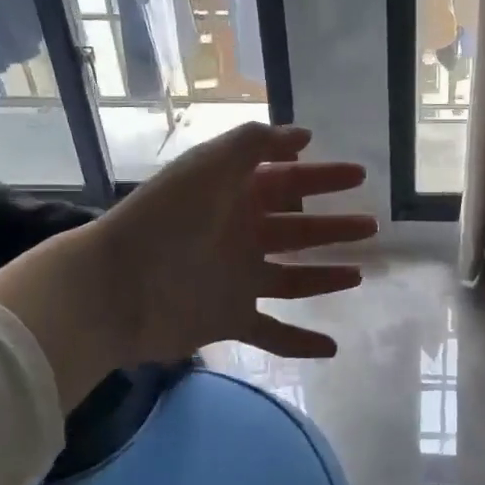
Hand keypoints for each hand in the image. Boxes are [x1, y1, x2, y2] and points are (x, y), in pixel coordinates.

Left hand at [0, 123, 375, 402]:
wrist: (113, 287)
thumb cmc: (165, 220)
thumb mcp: (210, 165)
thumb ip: (256, 144)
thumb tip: (303, 136)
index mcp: (234, 197)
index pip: (289, 181)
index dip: (324, 177)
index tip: (360, 176)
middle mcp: (239, 236)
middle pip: (297, 230)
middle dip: (333, 227)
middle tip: (370, 227)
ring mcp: (235, 280)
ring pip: (292, 278)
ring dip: (324, 277)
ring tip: (358, 275)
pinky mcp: (228, 319)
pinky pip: (272, 332)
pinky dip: (299, 342)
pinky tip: (331, 348)